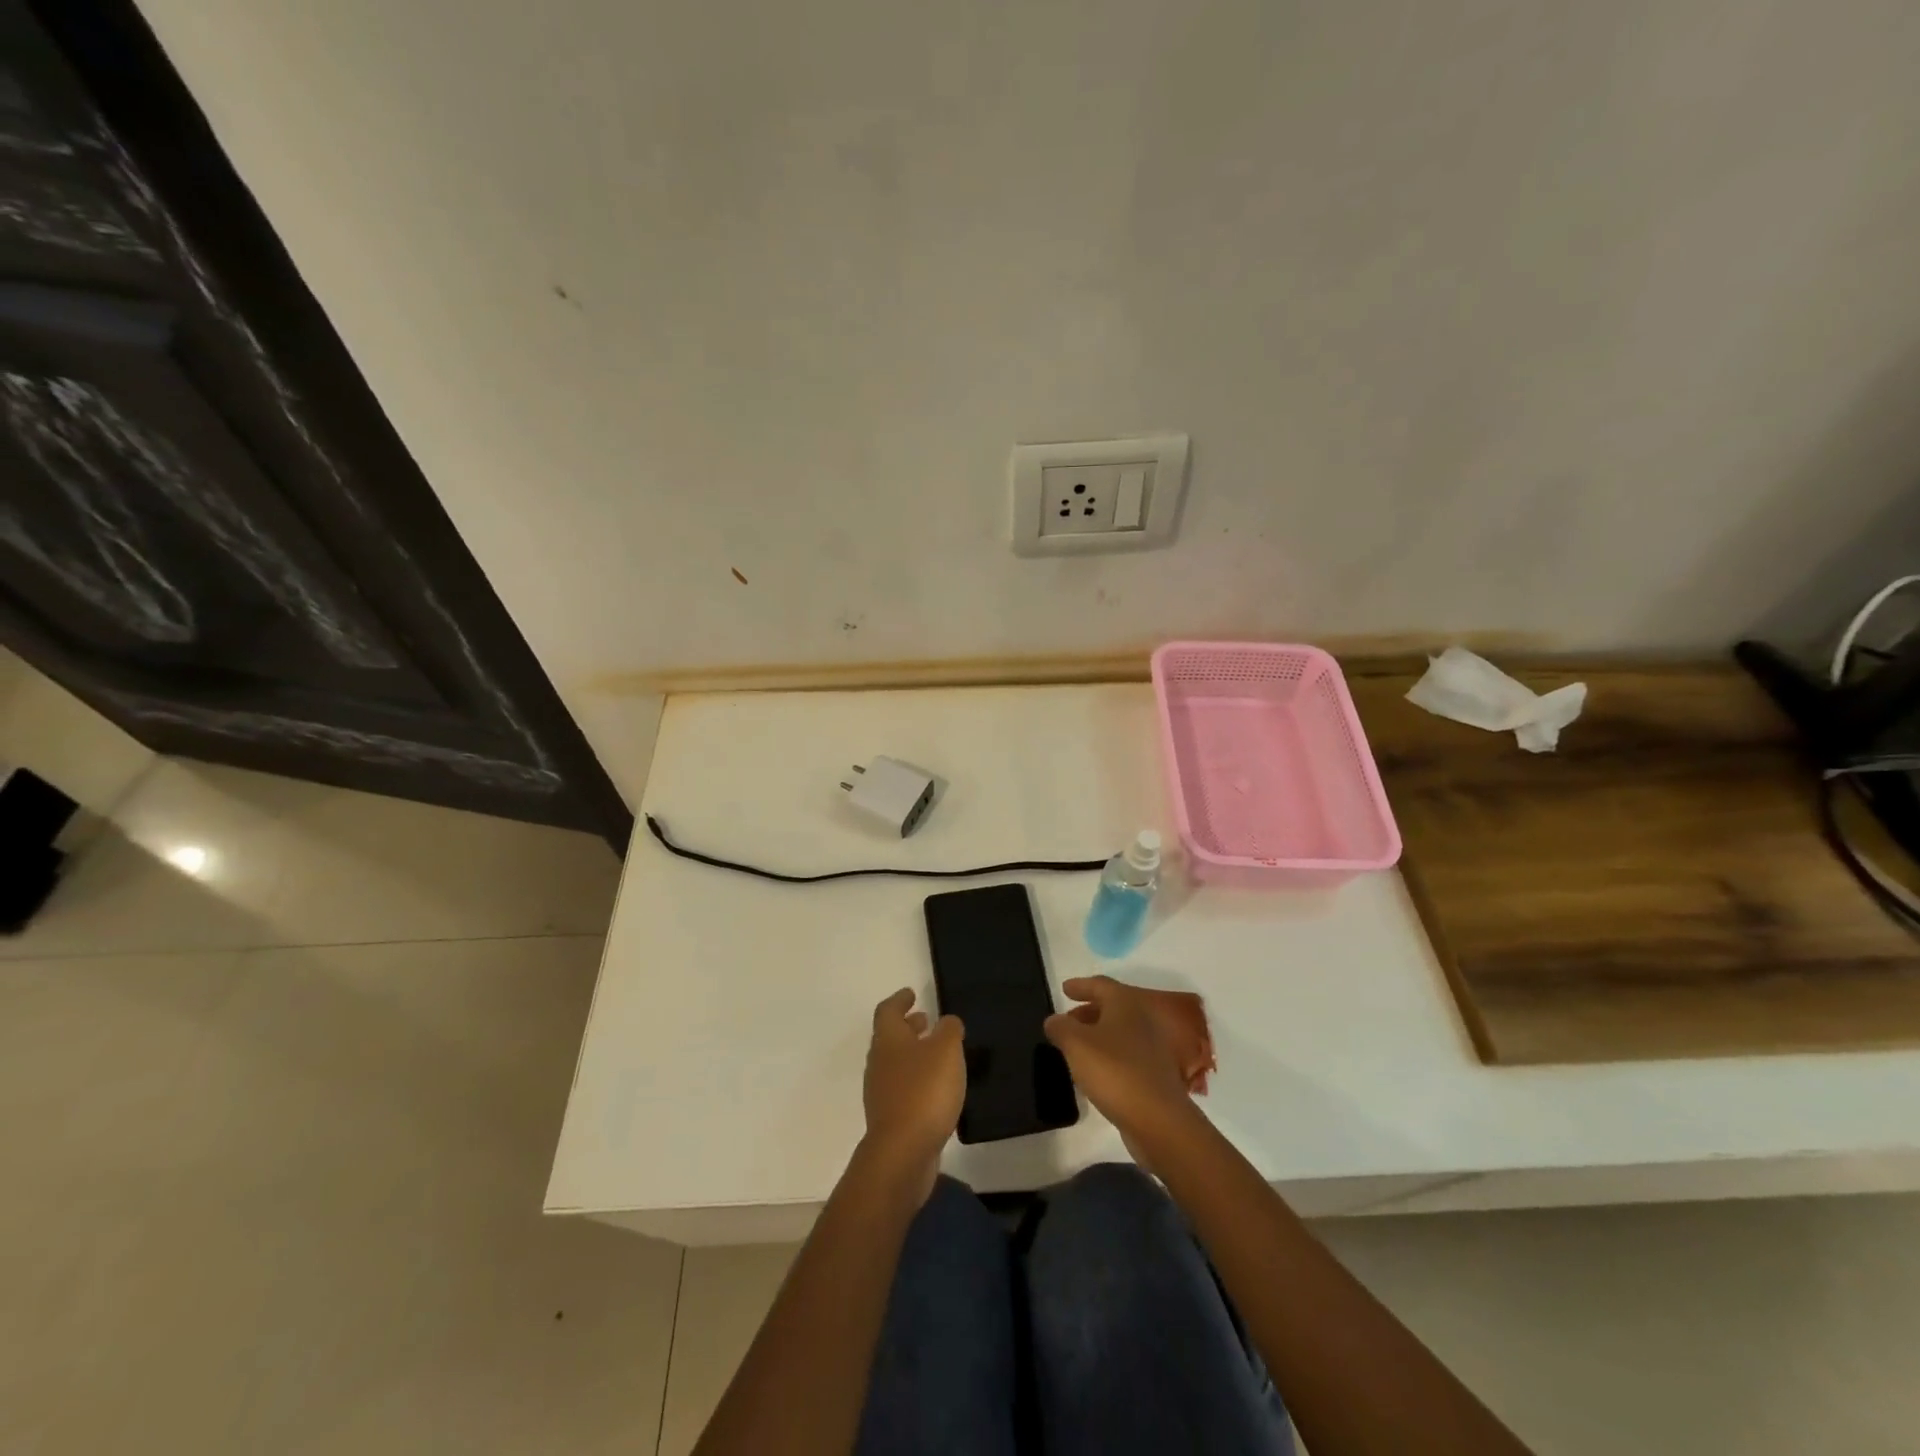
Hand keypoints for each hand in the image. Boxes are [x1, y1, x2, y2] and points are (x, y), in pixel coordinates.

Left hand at [860, 988, 964, 1203]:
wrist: (902, 1153)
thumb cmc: (924, 1091)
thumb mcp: (946, 1050)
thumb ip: (949, 1030)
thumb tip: (946, 1022)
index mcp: (888, 1040)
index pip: (888, 1011)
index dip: (899, 1000)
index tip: (911, 993)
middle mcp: (879, 1062)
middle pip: (890, 1037)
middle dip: (908, 1027)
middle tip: (926, 1020)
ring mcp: (882, 1092)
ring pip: (896, 1063)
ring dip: (913, 1054)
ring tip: (937, 1053)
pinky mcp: (890, 1118)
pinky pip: (903, 1088)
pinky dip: (917, 1080)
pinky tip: (937, 1088)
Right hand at [1045, 976, 1196, 1159]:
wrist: (1159, 1121)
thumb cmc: (1115, 1071)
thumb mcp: (1076, 1044)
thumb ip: (1061, 1028)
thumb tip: (1054, 1019)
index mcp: (1125, 1005)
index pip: (1101, 985)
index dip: (1081, 985)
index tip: (1064, 988)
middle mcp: (1141, 1021)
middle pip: (1111, 1008)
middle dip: (1087, 1012)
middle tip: (1066, 1019)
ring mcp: (1151, 1049)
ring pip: (1118, 1033)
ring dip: (1096, 1035)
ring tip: (1074, 1046)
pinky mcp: (1153, 1076)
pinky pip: (1124, 1056)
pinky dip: (1106, 1056)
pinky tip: (1092, 1072)